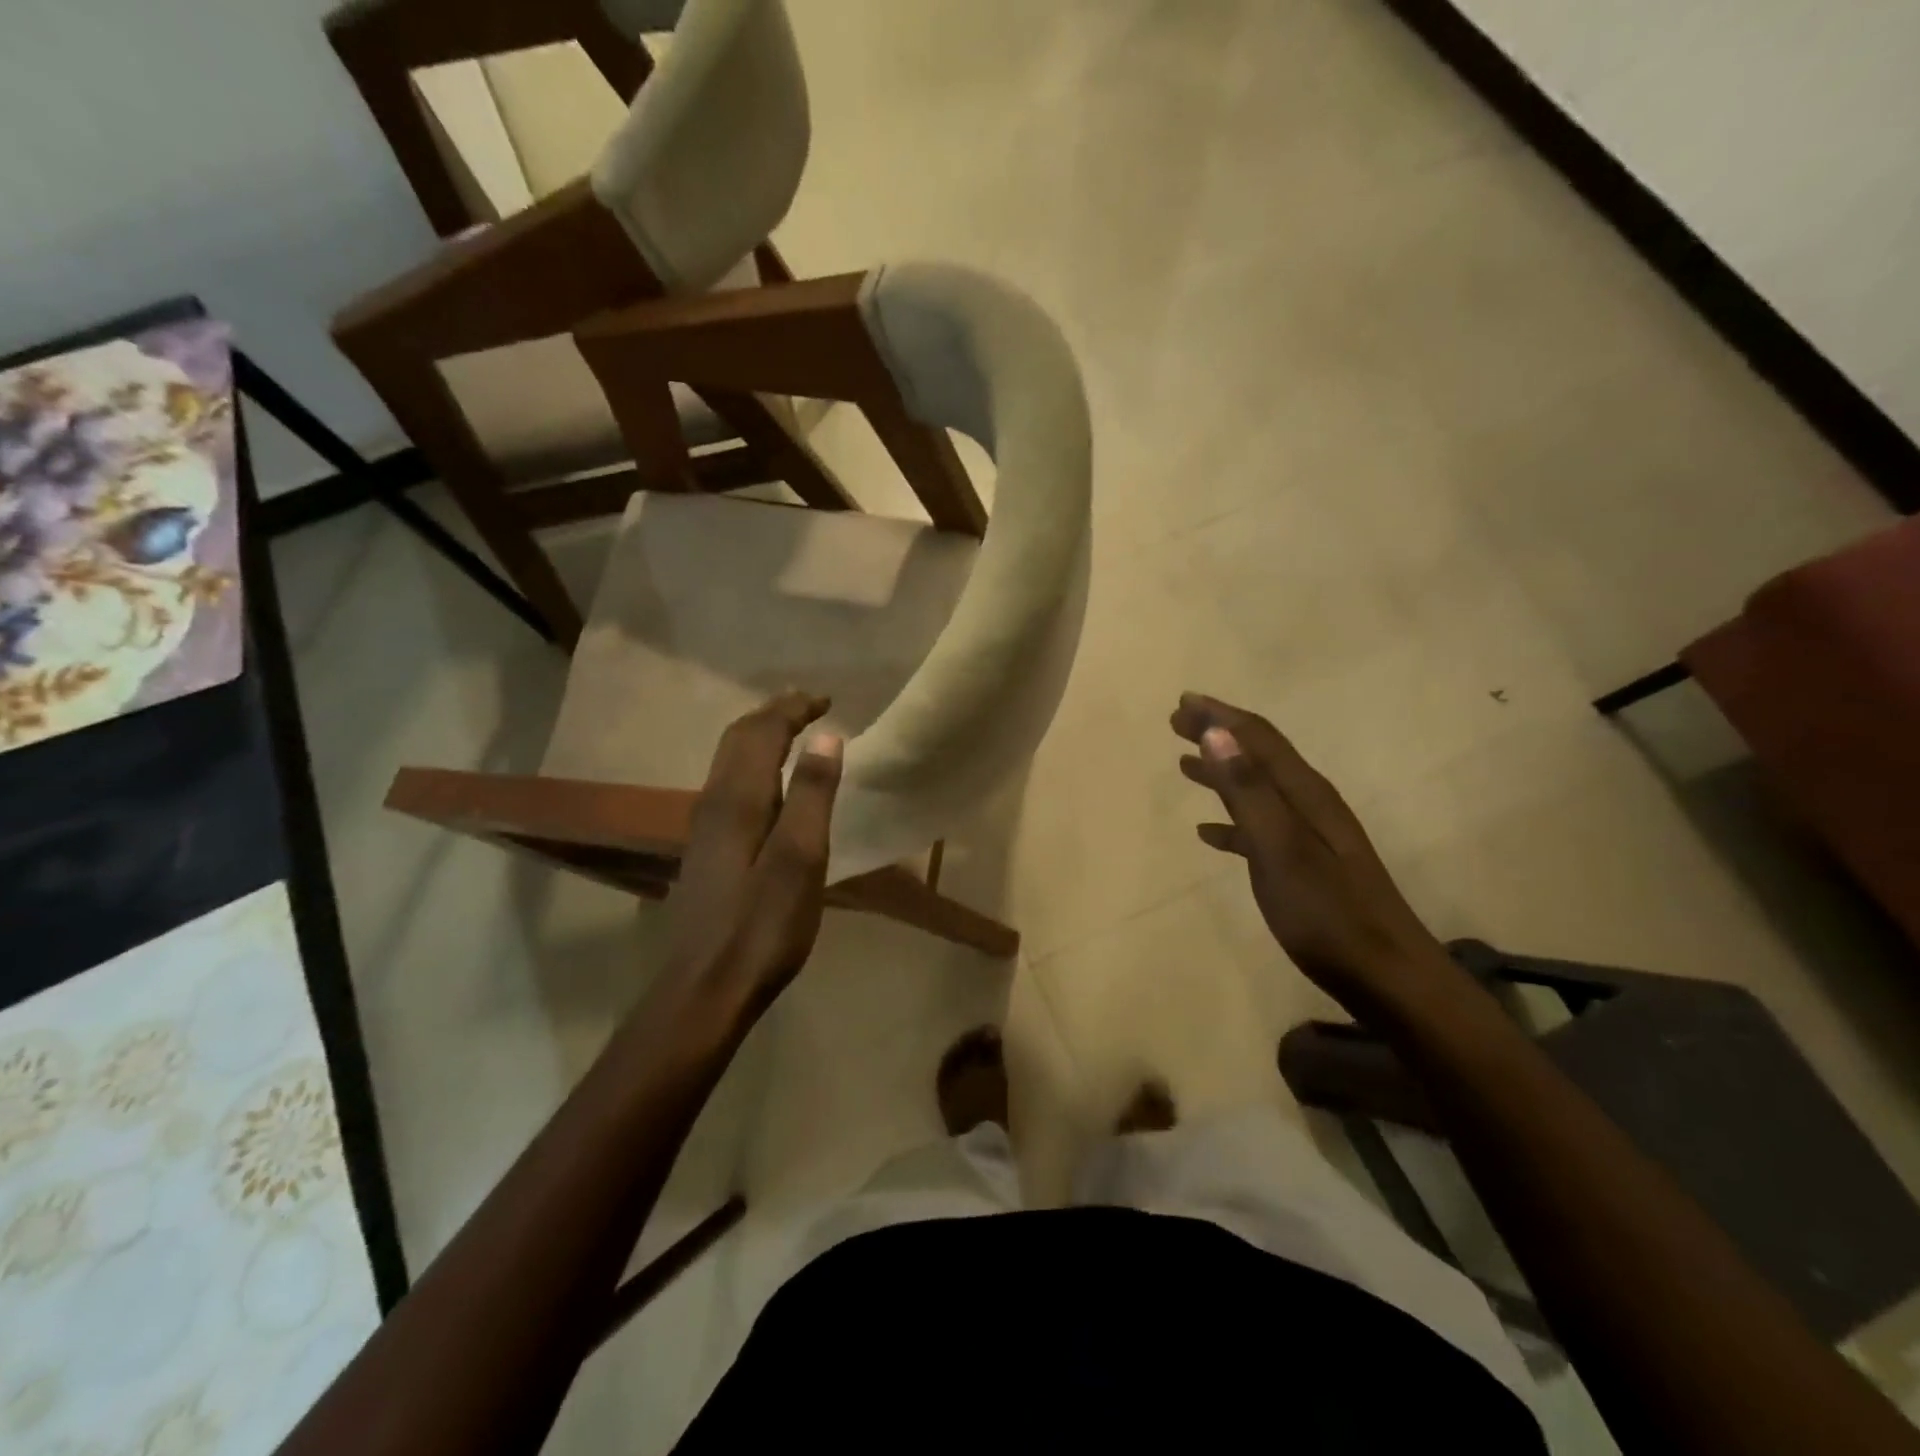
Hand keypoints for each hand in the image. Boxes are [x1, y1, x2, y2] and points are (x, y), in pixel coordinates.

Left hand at [665, 691, 843, 1017]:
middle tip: (809, 706)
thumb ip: (812, 795)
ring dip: (761, 738)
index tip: (826, 700)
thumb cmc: (762, 927)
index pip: (762, 731)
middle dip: (773, 714)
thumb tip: (826, 737)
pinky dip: (755, 766)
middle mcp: (713, 803)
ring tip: (793, 735)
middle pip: (738, 739)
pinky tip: (771, 789)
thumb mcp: (800, 860)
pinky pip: (730, 786)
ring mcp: (704, 829)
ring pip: (730, 762)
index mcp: (738, 799)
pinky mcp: (707, 852)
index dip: (793, 708)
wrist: (704, 989)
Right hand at [1172, 692, 1453, 1015]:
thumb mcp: (1281, 850)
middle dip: (1219, 736)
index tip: (1183, 702)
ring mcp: (1311, 837)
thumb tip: (1215, 733)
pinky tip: (1209, 832)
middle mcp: (1310, 806)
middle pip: (1259, 757)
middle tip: (1176, 724)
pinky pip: (1259, 829)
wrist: (1389, 979)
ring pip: (1258, 790)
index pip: (1258, 739)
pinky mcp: (1306, 867)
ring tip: (1185, 766)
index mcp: (1306, 795)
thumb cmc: (1328, 915)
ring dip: (1222, 773)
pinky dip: (1231, 820)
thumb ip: (1248, 791)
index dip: (1220, 717)